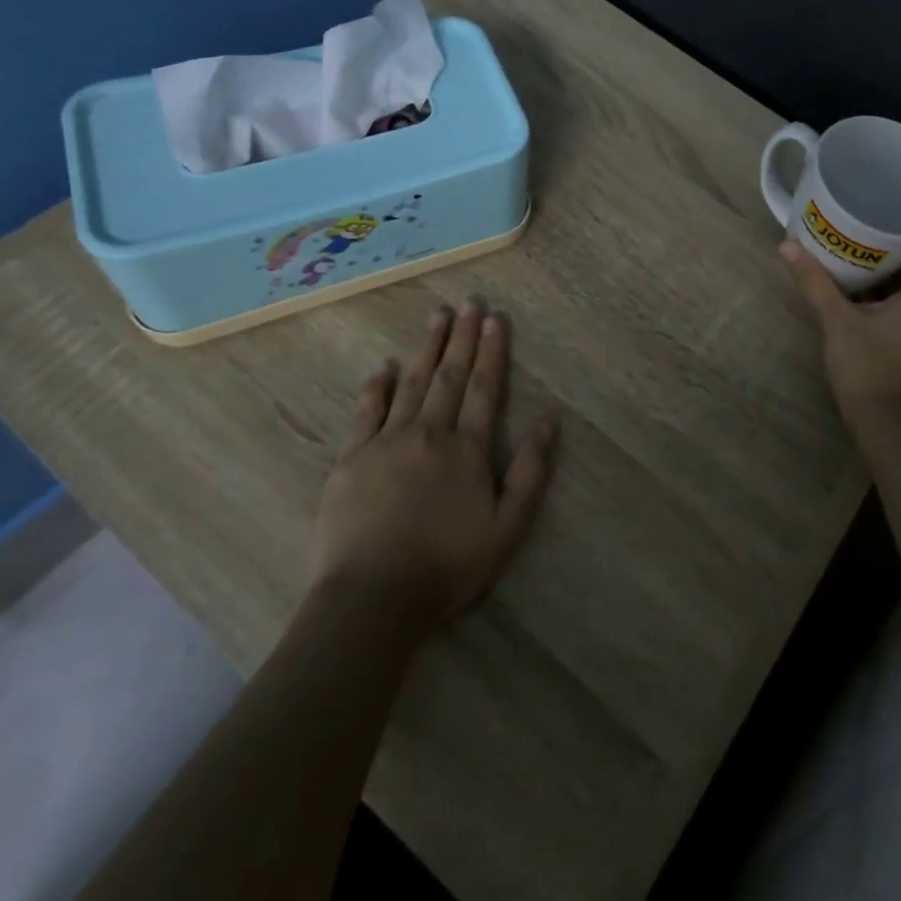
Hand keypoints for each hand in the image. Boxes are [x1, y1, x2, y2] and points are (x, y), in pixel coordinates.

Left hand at [311, 300, 556, 637]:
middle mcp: (429, 433)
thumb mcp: (508, 528)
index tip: (495, 319)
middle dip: (462, 338)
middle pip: (449, 376)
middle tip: (469, 302)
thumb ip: (531, 472)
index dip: (492, 352)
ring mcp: (387, 442)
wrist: (373, 598)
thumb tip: (549, 422)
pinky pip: (366, 412)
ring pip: (411, 383)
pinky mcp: (352, 459)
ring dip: (426, 348)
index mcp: (467, 448)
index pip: (484, 388)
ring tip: (437, 316)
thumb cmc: (448, 566)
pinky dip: (376, 387)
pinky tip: (382, 366)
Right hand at [780, 236, 900, 417]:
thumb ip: (815, 281)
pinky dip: (900, 302)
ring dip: (899, 279)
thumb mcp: (837, 320)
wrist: (887, 426)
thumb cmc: (869, 365)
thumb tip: (787, 246)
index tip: (898, 217)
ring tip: (864, 262)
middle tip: (870, 235)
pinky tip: (868, 298)